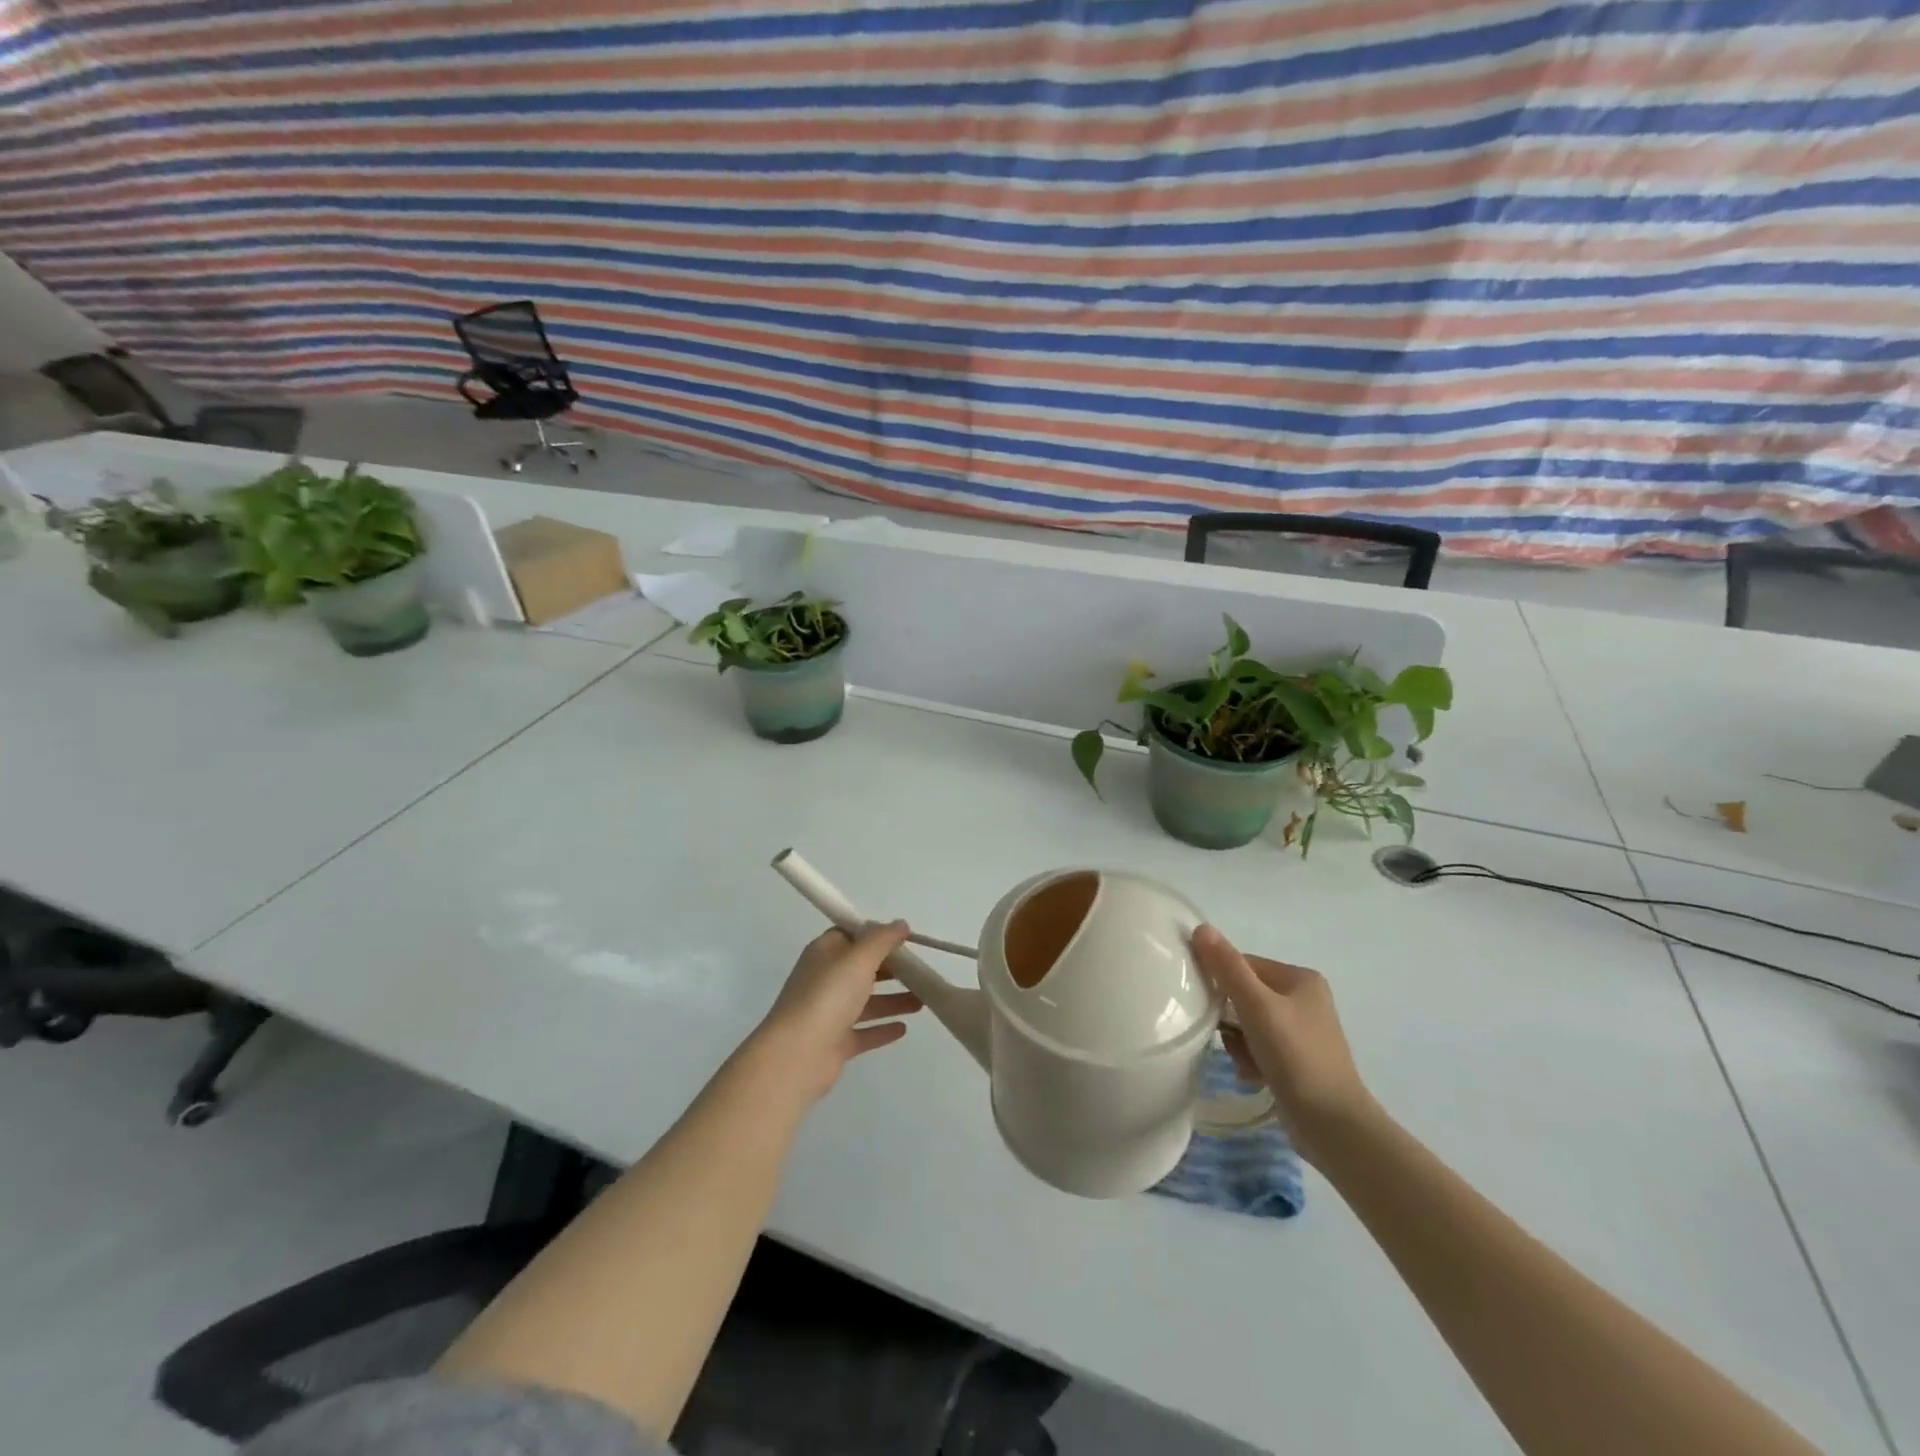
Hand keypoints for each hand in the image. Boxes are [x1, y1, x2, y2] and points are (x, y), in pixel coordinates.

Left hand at [750, 922, 922, 1104]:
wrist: (797, 1054)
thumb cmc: (828, 995)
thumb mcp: (859, 957)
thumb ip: (882, 939)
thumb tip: (900, 924)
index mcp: (825, 953)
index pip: (852, 935)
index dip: (877, 934)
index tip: (905, 939)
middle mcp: (825, 979)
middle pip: (862, 968)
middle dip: (891, 968)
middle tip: (921, 971)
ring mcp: (829, 1013)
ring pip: (866, 1001)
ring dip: (894, 999)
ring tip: (923, 1001)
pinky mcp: (835, 1042)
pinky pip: (864, 1031)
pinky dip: (882, 1028)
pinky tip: (904, 1029)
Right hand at [1191, 924, 1375, 1159]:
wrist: (1333, 1126)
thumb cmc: (1296, 1057)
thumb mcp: (1256, 1006)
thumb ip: (1227, 967)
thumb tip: (1201, 928)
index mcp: (1300, 978)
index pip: (1244, 965)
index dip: (1222, 983)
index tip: (1208, 1005)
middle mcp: (1304, 1000)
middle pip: (1244, 995)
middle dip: (1230, 1019)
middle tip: (1229, 1038)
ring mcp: (1302, 1032)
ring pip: (1248, 1024)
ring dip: (1238, 1042)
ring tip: (1245, 1062)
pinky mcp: (1297, 1061)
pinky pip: (1259, 1047)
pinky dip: (1250, 1059)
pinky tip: (1253, 1076)